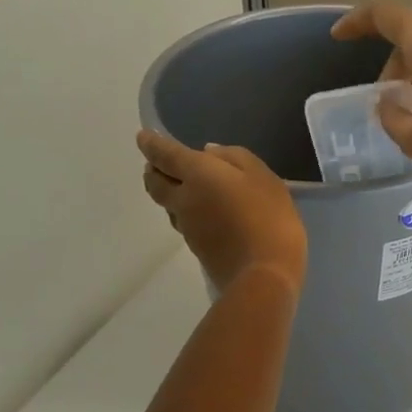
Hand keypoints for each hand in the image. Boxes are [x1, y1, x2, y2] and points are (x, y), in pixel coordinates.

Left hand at [138, 131, 306, 294]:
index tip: (143, 137)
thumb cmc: (269, 217)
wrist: (264, 274)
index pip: (164, 154)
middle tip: (158, 164)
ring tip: (185, 188)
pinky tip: (207, 213)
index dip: (151, 144)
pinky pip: (184, 222)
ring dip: (169, 193)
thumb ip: (236, 158)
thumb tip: (209, 153)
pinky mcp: (196, 248)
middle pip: (155, 183)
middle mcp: (183, 199)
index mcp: (197, 174)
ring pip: (168, 204)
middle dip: (153, 170)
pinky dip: (187, 212)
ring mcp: (187, 227)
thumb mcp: (264, 177)